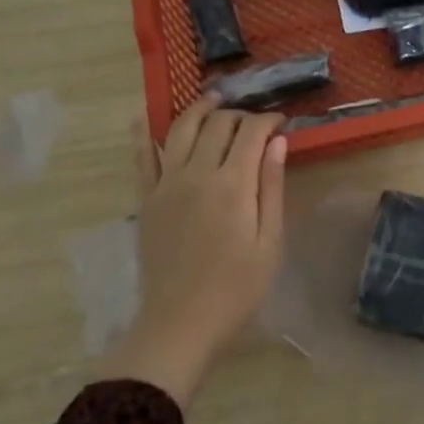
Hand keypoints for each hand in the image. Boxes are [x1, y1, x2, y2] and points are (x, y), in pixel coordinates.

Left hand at [96, 94, 287, 406]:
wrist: (180, 323)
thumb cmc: (236, 288)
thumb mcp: (269, 242)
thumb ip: (272, 187)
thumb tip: (277, 141)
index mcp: (233, 185)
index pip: (251, 132)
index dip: (268, 120)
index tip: (281, 122)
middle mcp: (197, 173)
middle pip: (217, 124)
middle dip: (238, 114)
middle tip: (253, 123)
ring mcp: (166, 183)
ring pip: (180, 129)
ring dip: (198, 109)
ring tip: (212, 101)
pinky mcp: (147, 198)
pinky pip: (142, 157)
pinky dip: (143, 133)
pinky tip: (145, 117)